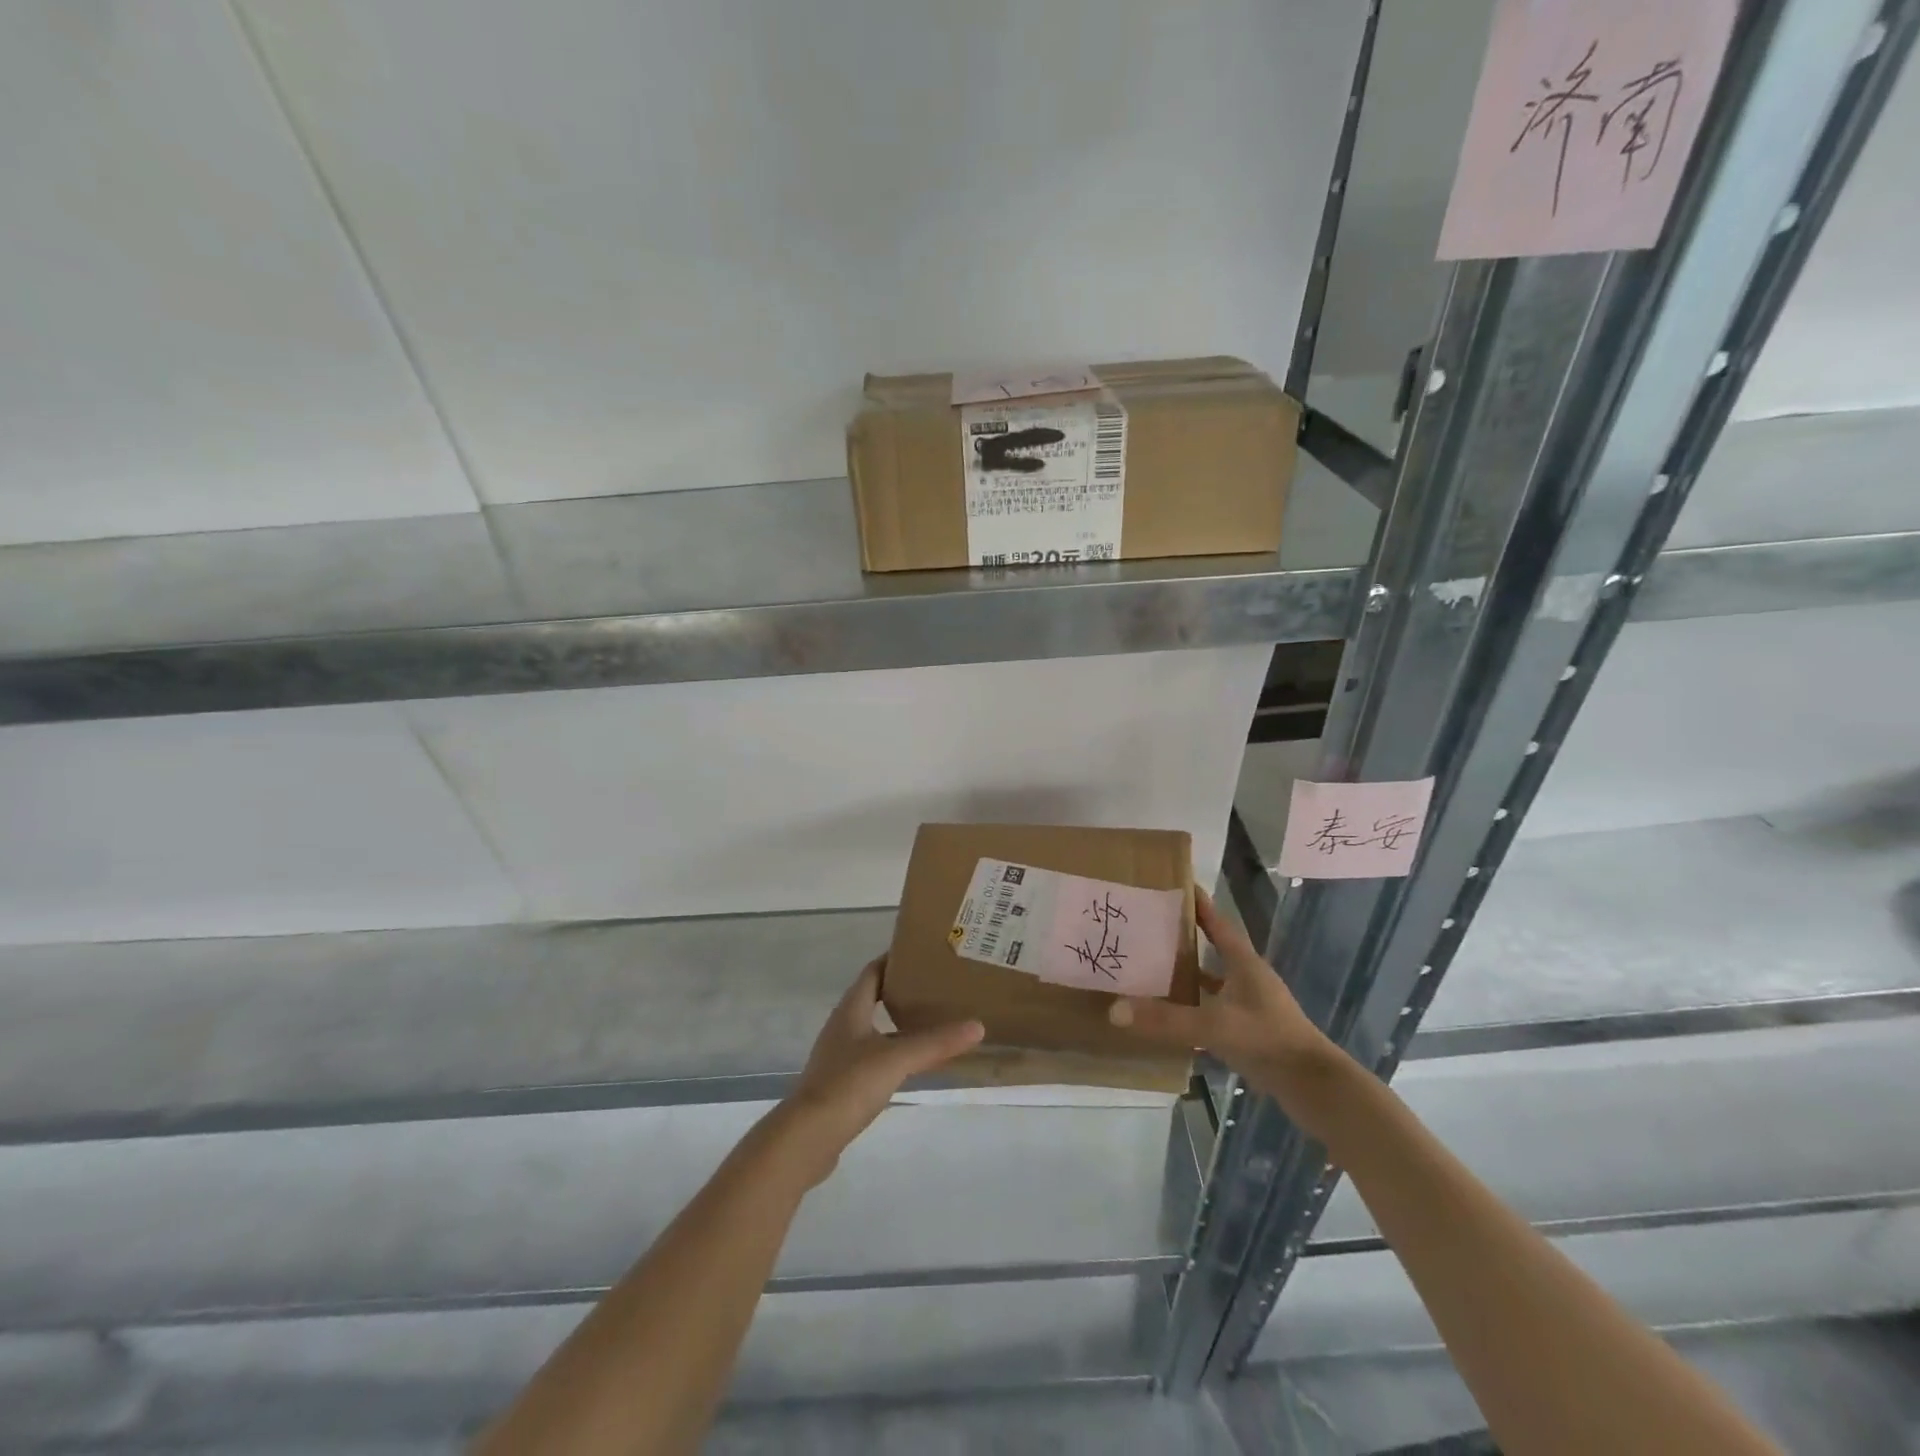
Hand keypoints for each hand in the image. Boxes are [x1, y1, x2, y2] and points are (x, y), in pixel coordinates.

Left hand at [776, 957, 983, 1186]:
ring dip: (899, 1023)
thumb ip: (935, 1042)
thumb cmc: (848, 1084)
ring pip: (874, 1029)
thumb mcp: (896, 1059)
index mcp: (851, 1010)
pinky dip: (893, 1052)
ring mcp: (840, 1056)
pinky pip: (873, 1057)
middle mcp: (843, 1027)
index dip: (895, 959)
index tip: (924, 954)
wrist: (807, 1138)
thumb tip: (978, 1026)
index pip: (873, 971)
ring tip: (932, 1022)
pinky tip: (912, 1063)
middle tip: (937, 988)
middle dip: (902, 991)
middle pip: (874, 998)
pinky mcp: (842, 1084)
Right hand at [1108, 887, 1339, 1105]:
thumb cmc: (1268, 1040)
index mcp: (1244, 965)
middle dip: (1183, 940)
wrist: (1313, 1086)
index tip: (1178, 885)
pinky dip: (1192, 1010)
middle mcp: (1247, 979)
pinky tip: (1170, 1016)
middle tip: (1148, 928)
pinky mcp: (1248, 1032)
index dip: (1200, 905)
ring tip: (1150, 970)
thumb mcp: (1215, 1025)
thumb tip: (1116, 1009)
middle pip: (1212, 951)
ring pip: (1211, 983)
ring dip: (1186, 977)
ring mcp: (1249, 1007)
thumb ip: (1167, 1019)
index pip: (1219, 925)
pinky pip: (1212, 1011)